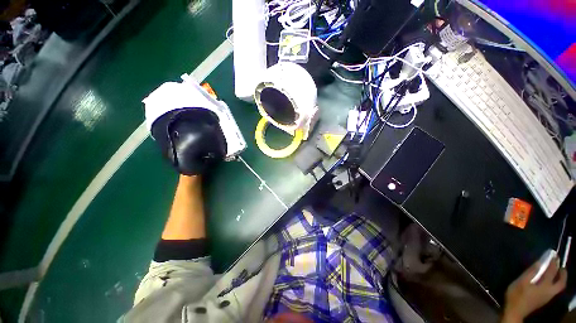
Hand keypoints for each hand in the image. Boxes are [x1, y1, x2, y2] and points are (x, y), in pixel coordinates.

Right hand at [502, 255, 566, 321]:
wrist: (515, 311)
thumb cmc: (517, 295)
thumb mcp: (521, 282)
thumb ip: (531, 272)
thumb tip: (540, 261)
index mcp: (544, 286)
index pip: (552, 272)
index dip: (554, 263)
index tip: (554, 255)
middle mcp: (549, 291)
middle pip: (561, 283)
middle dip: (562, 274)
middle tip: (560, 266)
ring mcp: (547, 297)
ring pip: (558, 287)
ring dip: (560, 279)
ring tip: (557, 272)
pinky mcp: (543, 299)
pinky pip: (553, 290)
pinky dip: (555, 284)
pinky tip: (549, 282)